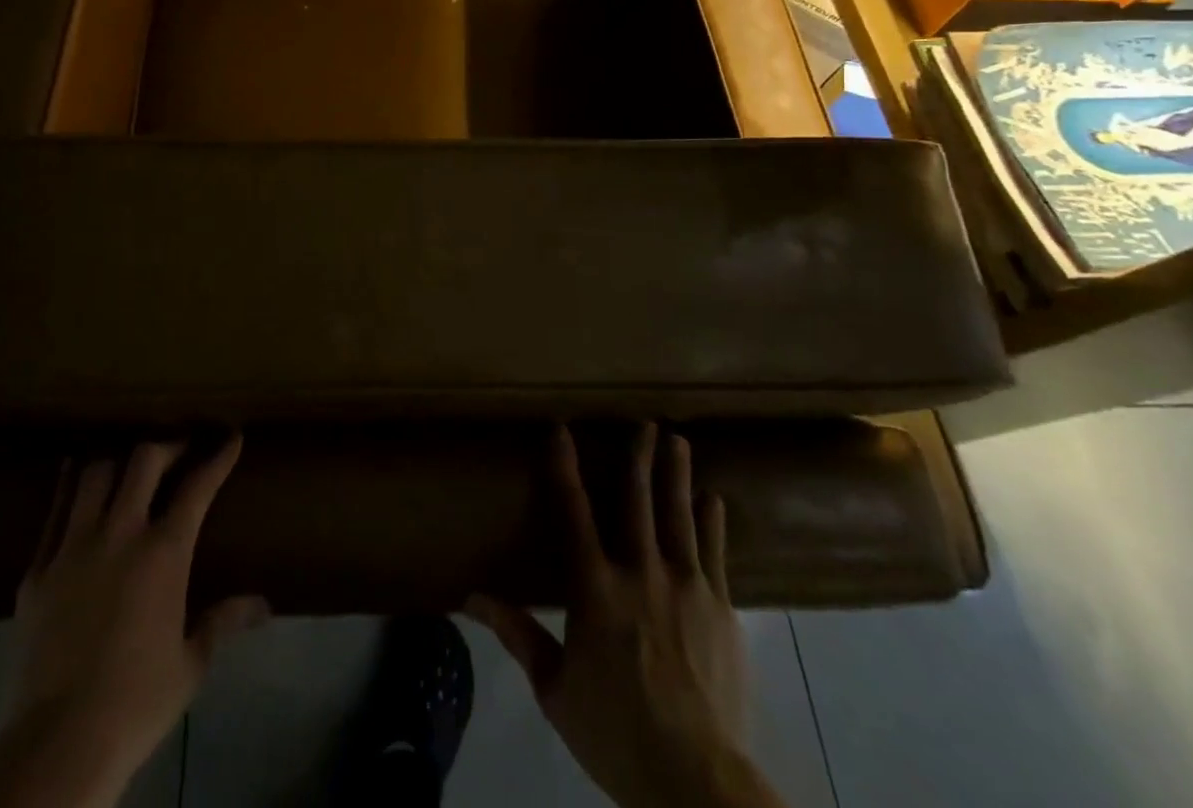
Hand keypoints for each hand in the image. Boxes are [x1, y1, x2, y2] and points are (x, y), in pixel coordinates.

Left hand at [0, 436, 267, 807]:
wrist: (56, 747)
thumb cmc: (136, 704)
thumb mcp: (190, 664)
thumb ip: (223, 621)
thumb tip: (263, 605)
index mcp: (163, 553)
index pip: (198, 487)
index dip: (218, 457)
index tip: (231, 437)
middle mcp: (120, 534)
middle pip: (144, 461)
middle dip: (168, 445)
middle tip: (180, 450)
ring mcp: (73, 547)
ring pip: (95, 474)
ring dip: (117, 460)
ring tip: (128, 463)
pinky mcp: (37, 570)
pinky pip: (54, 511)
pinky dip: (70, 486)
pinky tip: (76, 478)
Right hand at [466, 425, 783, 807]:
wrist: (698, 783)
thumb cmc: (616, 733)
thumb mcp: (555, 688)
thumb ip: (518, 633)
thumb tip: (470, 598)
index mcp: (595, 588)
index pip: (573, 511)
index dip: (564, 466)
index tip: (560, 428)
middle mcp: (640, 572)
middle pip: (638, 501)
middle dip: (638, 456)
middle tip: (644, 421)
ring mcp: (686, 587)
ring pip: (679, 516)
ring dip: (677, 475)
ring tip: (679, 440)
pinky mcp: (722, 610)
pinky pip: (717, 555)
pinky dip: (714, 524)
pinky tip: (715, 501)